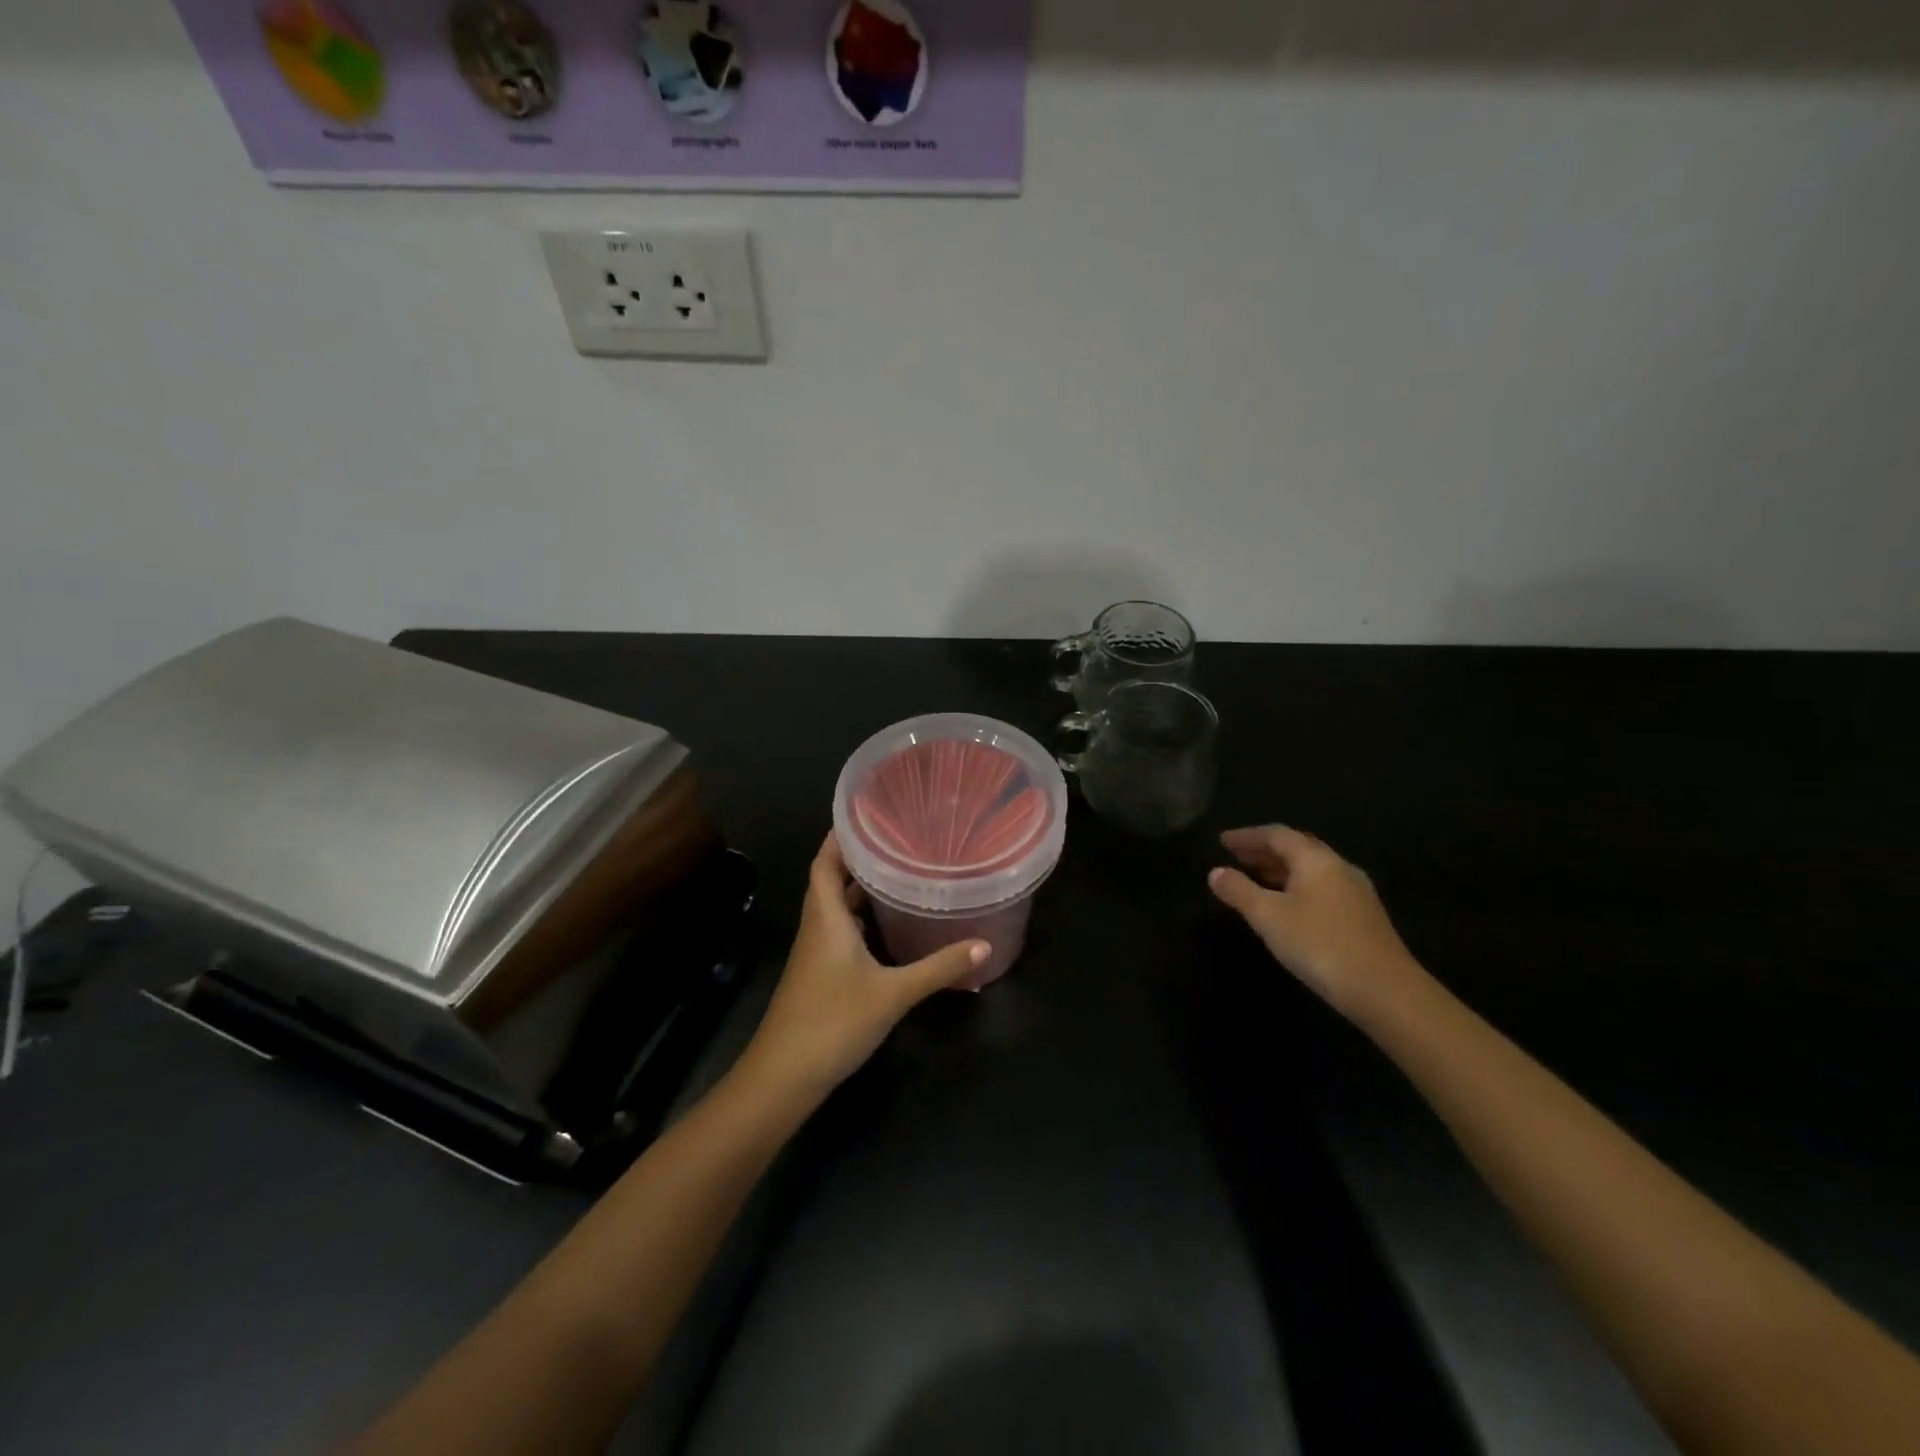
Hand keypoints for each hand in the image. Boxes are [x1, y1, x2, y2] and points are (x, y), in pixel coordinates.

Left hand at [740, 833, 988, 1100]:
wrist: (784, 1076)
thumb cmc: (833, 1022)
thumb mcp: (893, 993)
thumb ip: (939, 968)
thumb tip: (984, 945)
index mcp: (826, 917)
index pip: (825, 861)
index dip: (839, 836)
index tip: (867, 813)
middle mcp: (817, 927)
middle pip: (830, 880)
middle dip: (857, 858)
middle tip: (896, 838)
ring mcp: (815, 953)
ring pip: (835, 907)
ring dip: (858, 888)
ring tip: (897, 871)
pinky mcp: (819, 974)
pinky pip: (839, 931)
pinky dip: (859, 919)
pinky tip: (886, 926)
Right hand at [1208, 825, 1429, 1022]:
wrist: (1385, 990)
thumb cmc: (1320, 944)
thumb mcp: (1269, 917)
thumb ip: (1239, 891)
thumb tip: (1215, 872)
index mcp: (1317, 860)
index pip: (1277, 835)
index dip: (1247, 836)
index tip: (1222, 841)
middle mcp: (1339, 868)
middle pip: (1298, 849)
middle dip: (1265, 851)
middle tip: (1237, 857)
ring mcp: (1356, 893)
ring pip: (1312, 870)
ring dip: (1281, 870)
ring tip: (1255, 879)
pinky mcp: (1363, 917)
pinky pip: (1322, 889)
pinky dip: (1297, 888)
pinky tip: (1287, 907)